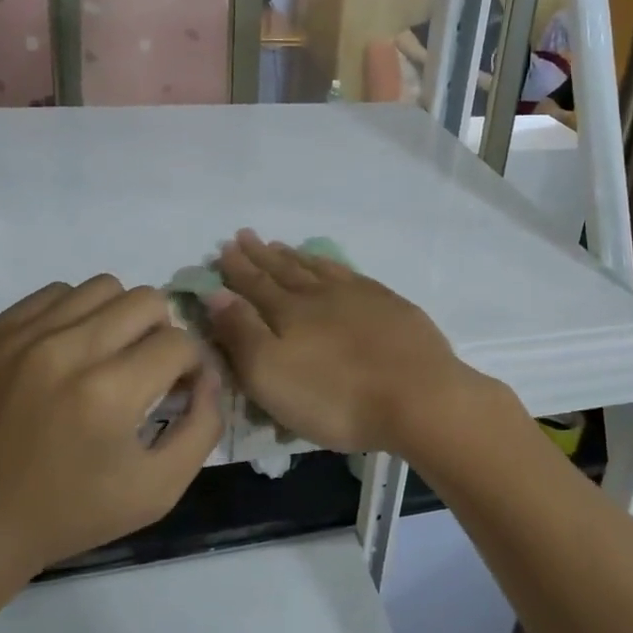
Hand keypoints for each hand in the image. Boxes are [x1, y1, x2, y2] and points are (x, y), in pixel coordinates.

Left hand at [0, 276, 223, 597]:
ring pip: (102, 287)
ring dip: (118, 317)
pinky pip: (54, 293)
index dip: (190, 366)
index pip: (179, 342)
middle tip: (145, 370)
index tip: (176, 390)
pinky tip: (65, 353)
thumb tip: (208, 375)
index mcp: (108, 393)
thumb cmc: (67, 515)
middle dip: (161, 333)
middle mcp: (66, 350)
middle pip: (147, 300)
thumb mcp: (157, 491)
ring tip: (105, 356)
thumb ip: (203, 428)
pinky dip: (74, 315)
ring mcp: (22, 336)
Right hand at [204, 229, 496, 456]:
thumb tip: (215, 293)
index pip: (254, 283)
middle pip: (284, 270)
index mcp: (289, 311)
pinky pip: (351, 275)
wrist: (418, 397)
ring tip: (281, 245)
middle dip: (261, 255)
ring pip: (318, 269)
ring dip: (295, 257)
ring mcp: (359, 296)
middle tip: (245, 236)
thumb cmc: (334, 397)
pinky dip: (333, 266)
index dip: (236, 268)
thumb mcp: (270, 374)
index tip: (224, 248)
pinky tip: (333, 267)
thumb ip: (240, 332)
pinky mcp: (390, 306)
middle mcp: (320, 294)